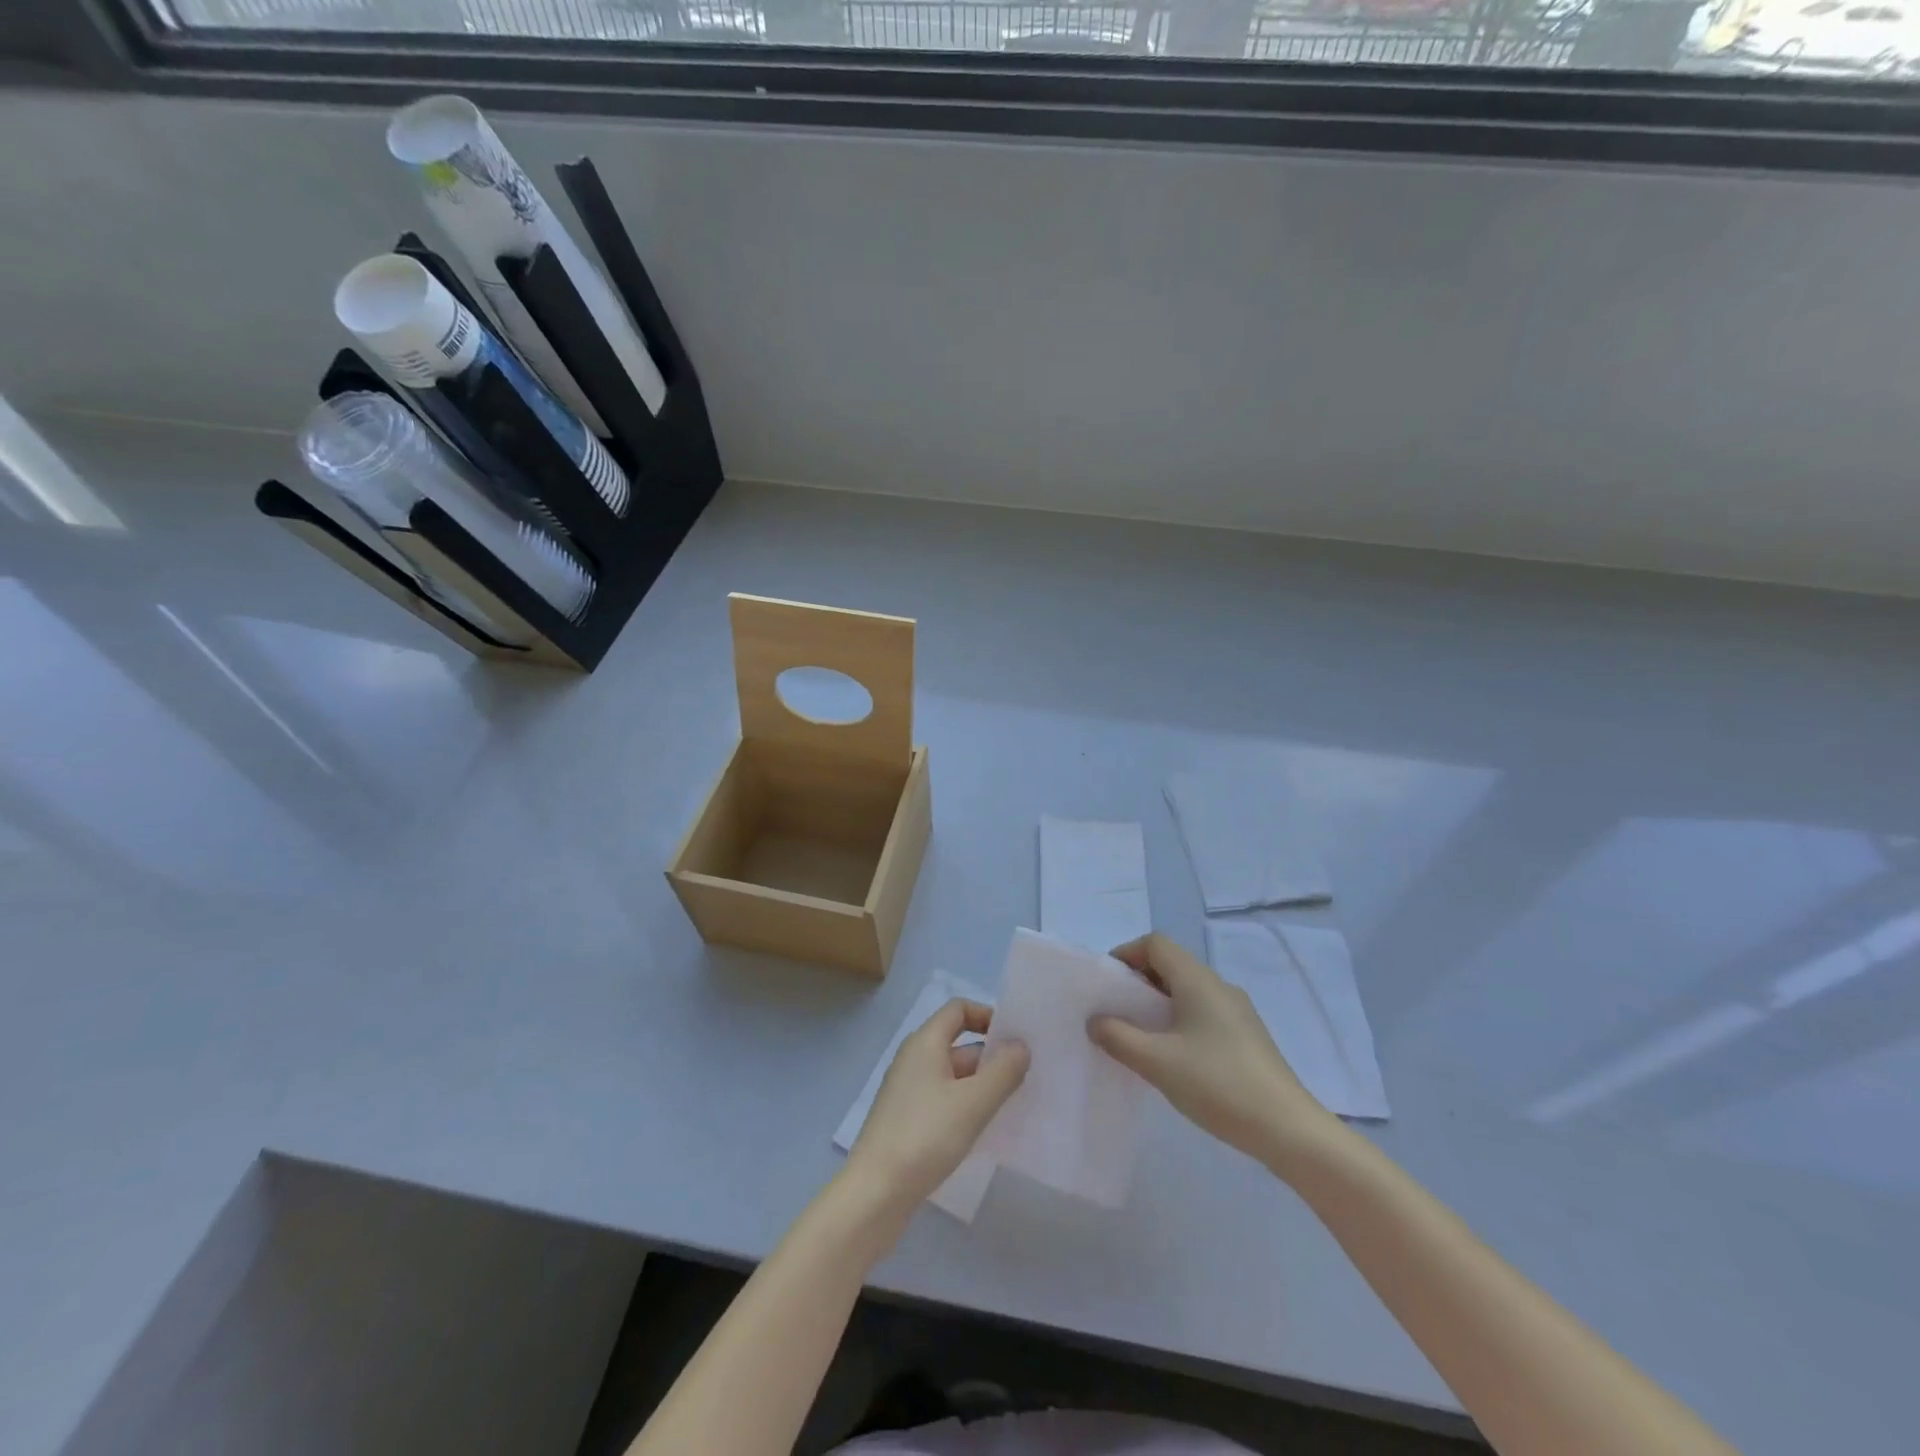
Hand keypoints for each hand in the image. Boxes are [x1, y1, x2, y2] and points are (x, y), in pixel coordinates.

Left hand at [846, 999, 1028, 1213]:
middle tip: (1026, 1078)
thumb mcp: (973, 1102)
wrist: (876, 1193)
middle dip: (991, 1056)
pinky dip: (965, 1105)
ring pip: (952, 1075)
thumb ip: (1003, 1071)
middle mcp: (913, 1058)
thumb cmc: (926, 1136)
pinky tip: (983, 1129)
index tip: (1016, 1039)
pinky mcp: (906, 1120)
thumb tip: (1021, 1046)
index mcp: (924, 1042)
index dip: (988, 1016)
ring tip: (1012, 1105)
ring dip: (981, 1084)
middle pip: (958, 1043)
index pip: (958, 1009)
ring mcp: (907, 1090)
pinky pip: (943, 1099)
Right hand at [1089, 933, 1334, 1169]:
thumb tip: (1095, 1020)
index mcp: (1198, 980)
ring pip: (1188, 990)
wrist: (1288, 1130)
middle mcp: (1219, 986)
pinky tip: (1173, 1057)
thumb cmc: (1218, 1084)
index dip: (1126, 954)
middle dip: (1139, 981)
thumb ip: (1118, 1037)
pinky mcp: (1247, 1037)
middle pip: (1172, 964)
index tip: (1107, 984)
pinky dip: (1179, 1020)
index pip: (1156, 944)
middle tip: (1116, 1011)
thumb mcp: (1156, 1061)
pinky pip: (1204, 1012)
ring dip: (1158, 1003)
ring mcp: (1238, 1012)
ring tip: (1139, 1035)